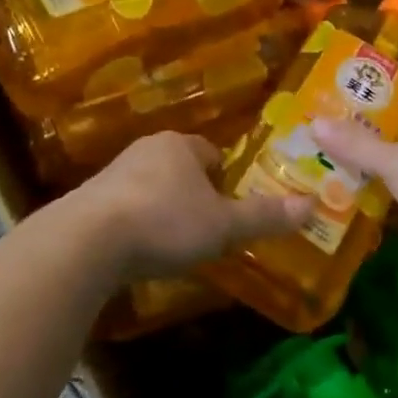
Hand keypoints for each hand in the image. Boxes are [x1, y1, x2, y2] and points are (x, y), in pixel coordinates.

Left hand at [73, 132, 312, 279]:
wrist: (85, 242)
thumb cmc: (165, 222)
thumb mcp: (223, 225)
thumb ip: (264, 216)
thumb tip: (312, 205)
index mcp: (179, 145)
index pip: (211, 153)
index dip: (226, 179)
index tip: (231, 207)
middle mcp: (145, 150)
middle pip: (180, 169)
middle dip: (194, 194)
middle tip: (208, 228)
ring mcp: (112, 174)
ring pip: (151, 187)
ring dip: (163, 209)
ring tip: (175, 244)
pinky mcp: (88, 201)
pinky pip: (125, 208)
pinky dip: (136, 226)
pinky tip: (141, 252)